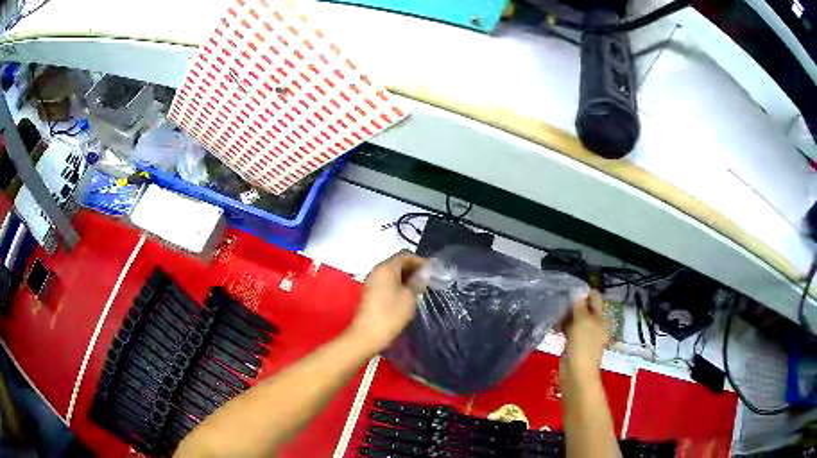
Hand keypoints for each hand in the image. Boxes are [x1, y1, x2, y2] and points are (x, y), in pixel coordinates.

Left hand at [349, 251, 427, 353]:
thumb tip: (424, 272)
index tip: (433, 271)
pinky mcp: (371, 292)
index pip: (405, 255)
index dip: (420, 261)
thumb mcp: (409, 297)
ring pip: (392, 273)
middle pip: (398, 263)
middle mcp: (377, 270)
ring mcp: (372, 281)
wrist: (367, 335)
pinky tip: (408, 295)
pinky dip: (398, 284)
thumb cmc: (390, 314)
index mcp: (386, 267)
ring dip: (406, 277)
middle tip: (429, 279)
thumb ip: (417, 281)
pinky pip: (387, 282)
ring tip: (421, 287)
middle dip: (414, 269)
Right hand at [560, 292, 609, 385]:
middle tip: (558, 300)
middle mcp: (593, 324)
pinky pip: (569, 330)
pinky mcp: (574, 343)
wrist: (577, 374)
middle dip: (573, 303)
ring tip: (554, 312)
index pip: (594, 298)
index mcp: (599, 318)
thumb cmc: (582, 346)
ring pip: (575, 319)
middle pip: (584, 308)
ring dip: (566, 315)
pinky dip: (563, 326)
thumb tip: (577, 289)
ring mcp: (584, 335)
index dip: (584, 292)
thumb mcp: (582, 322)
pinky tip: (554, 326)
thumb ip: (579, 305)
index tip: (569, 288)